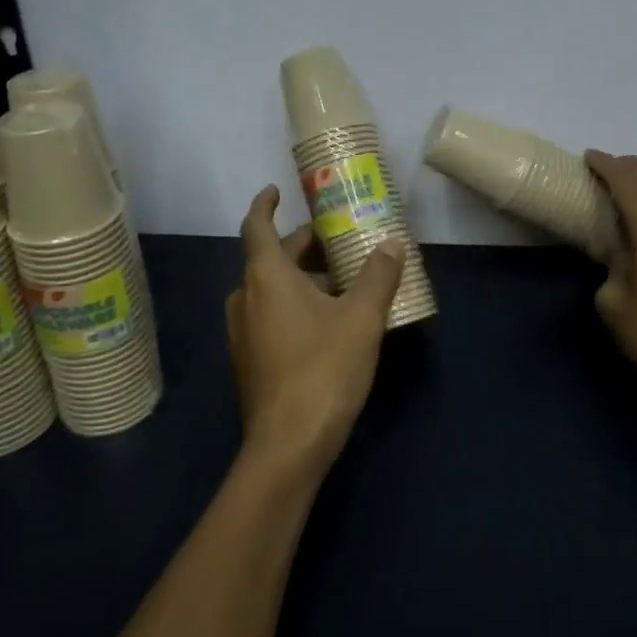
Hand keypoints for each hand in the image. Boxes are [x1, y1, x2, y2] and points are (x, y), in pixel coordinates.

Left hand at [225, 185, 404, 474]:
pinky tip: (329, 320)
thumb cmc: (323, 370)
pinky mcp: (250, 360)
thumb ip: (378, 276)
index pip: (257, 226)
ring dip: (302, 277)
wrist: (288, 446)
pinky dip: (295, 304)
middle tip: (337, 239)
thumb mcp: (362, 319)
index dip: (265, 204)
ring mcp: (244, 332)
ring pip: (271, 289)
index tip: (277, 190)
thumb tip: (392, 242)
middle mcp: (246, 298)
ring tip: (342, 279)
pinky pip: (270, 315)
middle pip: (270, 258)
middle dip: (303, 245)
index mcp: (266, 277)